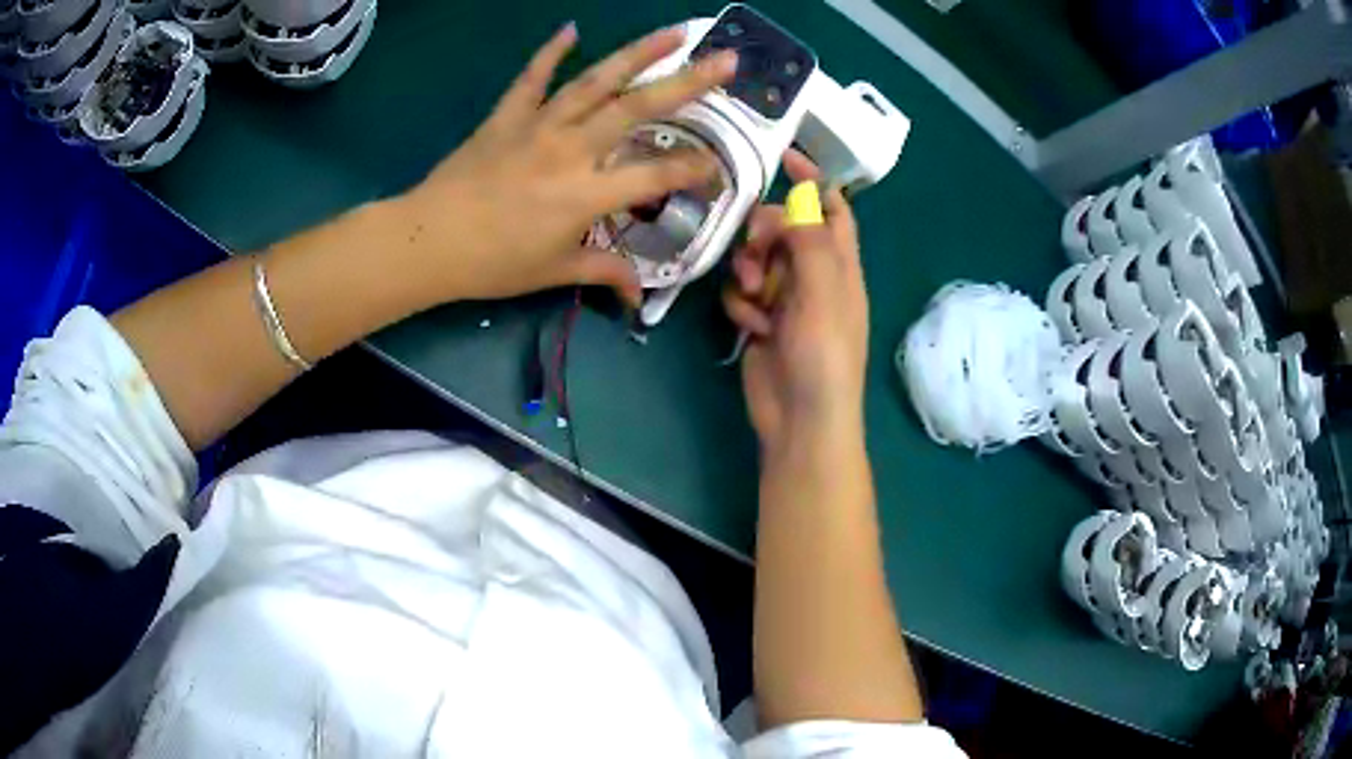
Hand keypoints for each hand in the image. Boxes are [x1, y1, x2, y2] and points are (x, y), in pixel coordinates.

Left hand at [394, 23, 736, 307]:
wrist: (429, 241)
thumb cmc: (493, 263)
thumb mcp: (554, 271)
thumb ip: (603, 272)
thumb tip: (639, 297)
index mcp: (587, 194)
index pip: (657, 176)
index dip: (694, 170)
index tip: (719, 166)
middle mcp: (572, 149)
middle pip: (638, 108)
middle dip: (688, 83)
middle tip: (727, 61)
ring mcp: (538, 126)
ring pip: (596, 81)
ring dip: (637, 52)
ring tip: (675, 32)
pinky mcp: (507, 117)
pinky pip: (531, 78)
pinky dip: (550, 52)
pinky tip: (570, 29)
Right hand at [723, 151, 868, 452]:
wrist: (800, 421)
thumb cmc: (824, 357)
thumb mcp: (823, 294)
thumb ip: (810, 243)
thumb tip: (801, 197)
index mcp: (840, 266)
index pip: (832, 210)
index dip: (814, 182)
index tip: (783, 157)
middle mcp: (815, 278)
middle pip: (786, 230)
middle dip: (765, 234)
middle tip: (754, 250)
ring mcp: (786, 301)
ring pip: (758, 260)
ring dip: (748, 272)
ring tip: (753, 298)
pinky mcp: (760, 323)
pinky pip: (742, 295)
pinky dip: (741, 306)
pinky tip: (750, 328)